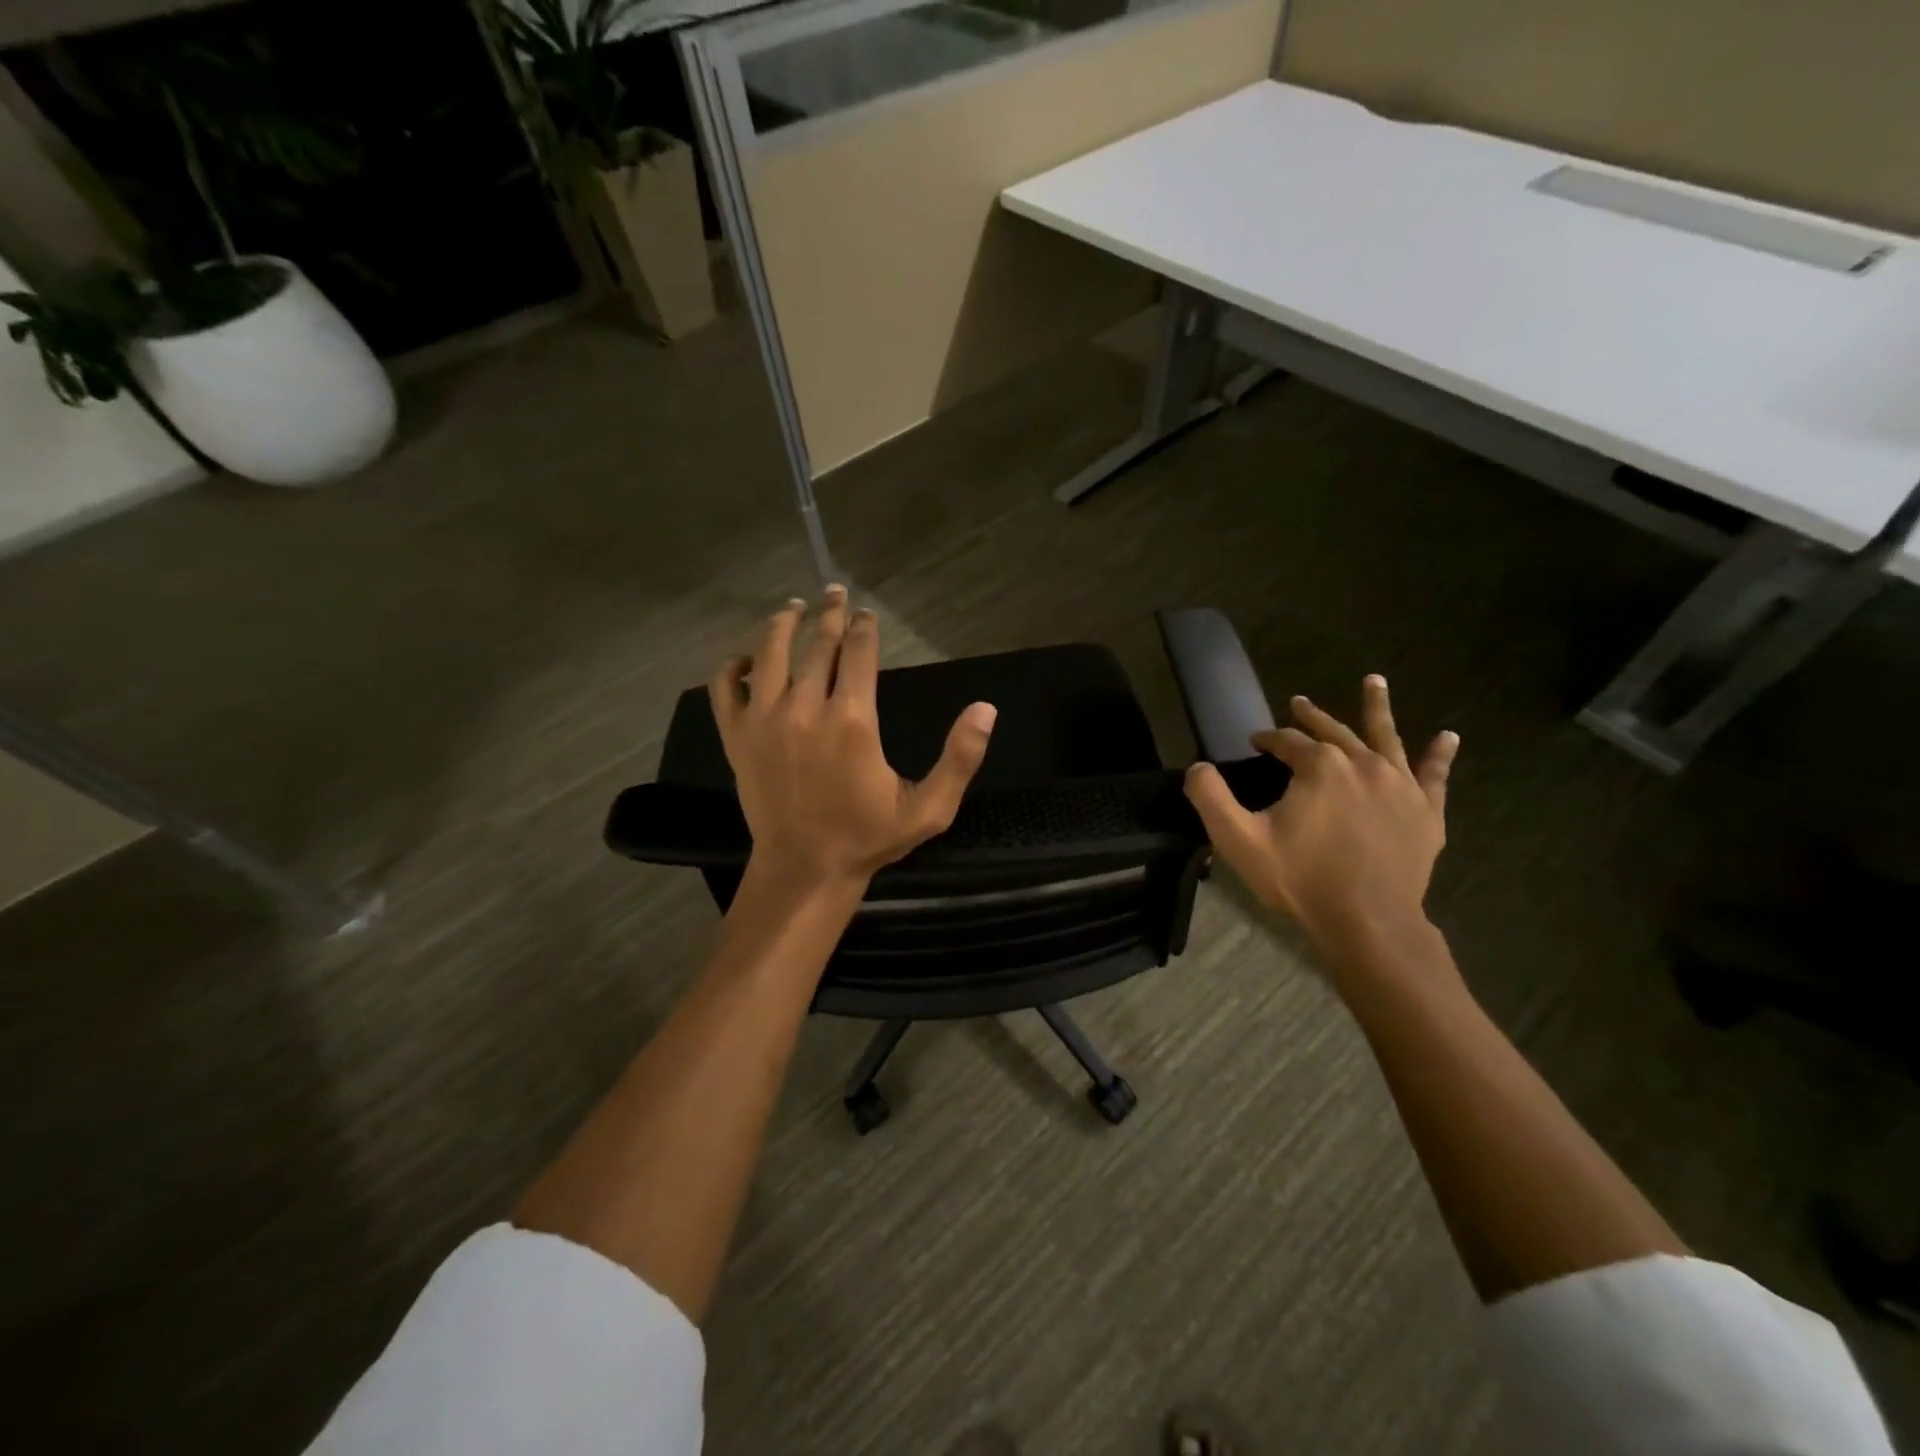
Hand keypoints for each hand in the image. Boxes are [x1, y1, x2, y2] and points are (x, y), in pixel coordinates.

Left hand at [711, 586, 997, 887]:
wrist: (805, 868)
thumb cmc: (868, 836)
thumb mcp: (928, 808)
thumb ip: (960, 758)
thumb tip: (986, 709)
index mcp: (853, 720)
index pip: (859, 652)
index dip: (864, 626)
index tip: (866, 613)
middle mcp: (805, 709)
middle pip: (817, 644)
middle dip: (829, 614)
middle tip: (834, 592)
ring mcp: (764, 721)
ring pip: (770, 654)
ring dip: (783, 624)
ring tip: (793, 607)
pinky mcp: (737, 738)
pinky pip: (725, 688)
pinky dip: (732, 667)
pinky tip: (746, 659)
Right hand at [1184, 675, 1457, 964]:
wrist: (1367, 921)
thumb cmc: (1300, 878)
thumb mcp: (1238, 839)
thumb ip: (1209, 796)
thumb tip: (1197, 767)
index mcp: (1319, 767)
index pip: (1287, 741)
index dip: (1268, 739)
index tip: (1254, 744)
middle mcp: (1363, 763)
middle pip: (1334, 731)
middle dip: (1312, 716)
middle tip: (1298, 703)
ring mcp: (1399, 785)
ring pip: (1386, 737)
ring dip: (1377, 708)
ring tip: (1374, 681)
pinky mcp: (1424, 811)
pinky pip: (1434, 775)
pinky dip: (1439, 755)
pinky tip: (1448, 737)